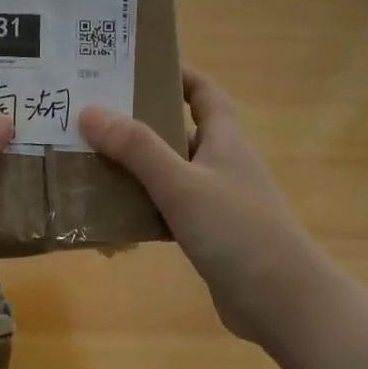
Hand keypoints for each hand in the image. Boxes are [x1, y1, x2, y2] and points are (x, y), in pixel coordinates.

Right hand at [80, 69, 318, 343]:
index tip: (132, 66)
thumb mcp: (181, 184)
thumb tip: (89, 111)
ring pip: (167, 172)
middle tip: (89, 114)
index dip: (175, 73)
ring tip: (85, 158)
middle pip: (176, 130)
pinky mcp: (207, 235)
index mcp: (224, 139)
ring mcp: (215, 201)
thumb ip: (136, 148)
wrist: (282, 302)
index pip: (202, 92)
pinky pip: (166, 209)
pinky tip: (107, 212)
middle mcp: (220, 163)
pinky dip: (140, 206)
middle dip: (137, 121)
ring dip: (133, 167)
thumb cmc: (237, 230)